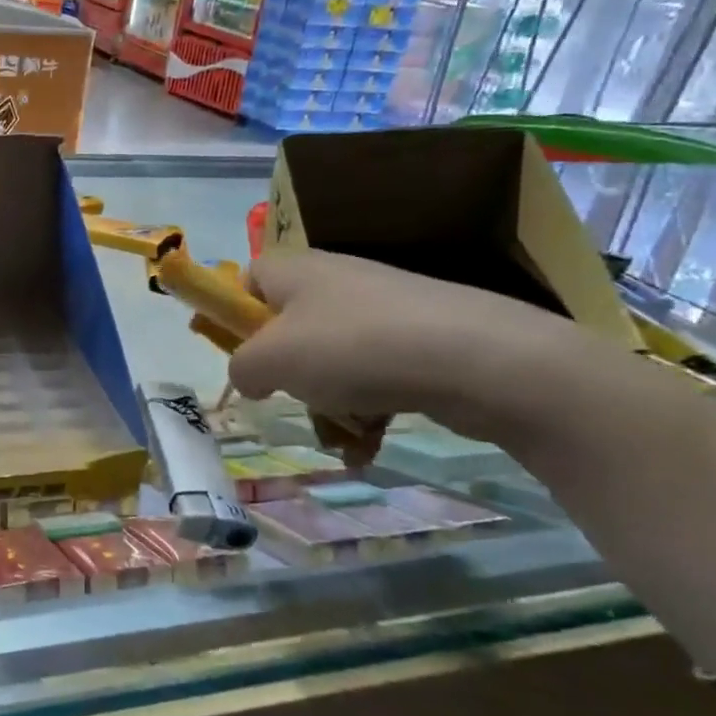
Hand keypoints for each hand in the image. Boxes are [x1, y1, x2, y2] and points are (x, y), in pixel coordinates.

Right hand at [229, 250, 585, 445]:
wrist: (478, 358)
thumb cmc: (352, 348)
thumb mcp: (270, 360)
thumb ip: (240, 368)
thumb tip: (251, 377)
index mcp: (295, 271)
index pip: (248, 280)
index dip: (237, 317)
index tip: (245, 357)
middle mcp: (336, 281)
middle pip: (290, 330)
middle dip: (288, 377)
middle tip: (292, 400)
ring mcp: (383, 311)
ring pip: (332, 362)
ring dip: (328, 406)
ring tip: (343, 439)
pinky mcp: (421, 340)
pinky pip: (374, 377)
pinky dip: (367, 412)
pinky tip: (371, 445)